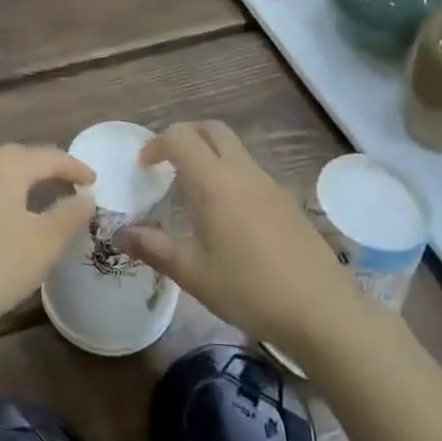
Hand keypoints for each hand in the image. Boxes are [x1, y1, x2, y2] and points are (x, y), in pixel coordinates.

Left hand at [0, 143, 96, 343]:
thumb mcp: (43, 244)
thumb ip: (69, 216)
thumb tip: (85, 197)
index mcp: (6, 166)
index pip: (49, 157)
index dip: (75, 167)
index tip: (95, 182)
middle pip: (19, 159)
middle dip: (47, 169)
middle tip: (69, 184)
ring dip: (21, 184)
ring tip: (40, 199)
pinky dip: (1, 199)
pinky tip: (3, 220)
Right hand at [114, 121, 356, 350]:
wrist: (322, 310)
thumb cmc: (249, 288)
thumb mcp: (192, 272)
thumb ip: (153, 247)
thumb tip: (119, 234)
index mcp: (214, 181)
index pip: (180, 137)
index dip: (157, 144)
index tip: (145, 168)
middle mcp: (242, 172)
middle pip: (212, 130)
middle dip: (185, 136)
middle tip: (167, 164)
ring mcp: (269, 185)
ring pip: (235, 150)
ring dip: (210, 156)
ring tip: (193, 194)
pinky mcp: (287, 202)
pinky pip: (251, 172)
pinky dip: (230, 176)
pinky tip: (227, 217)